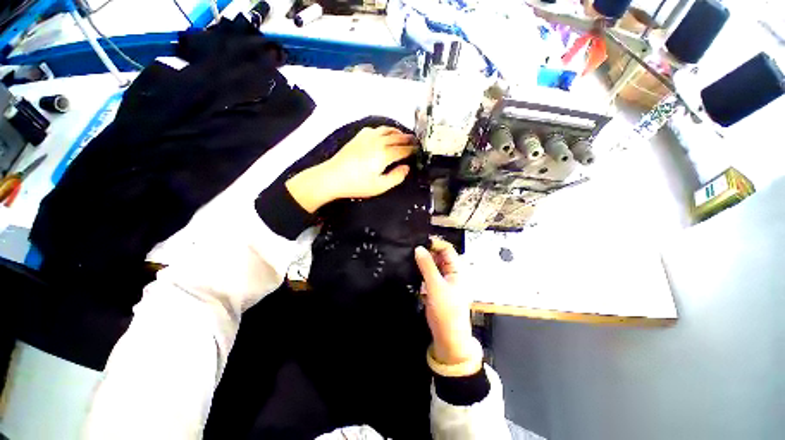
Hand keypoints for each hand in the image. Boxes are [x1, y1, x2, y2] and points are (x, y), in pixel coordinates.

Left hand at [286, 126, 415, 212]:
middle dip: (408, 139)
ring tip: (403, 135)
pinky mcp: (359, 137)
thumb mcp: (380, 187)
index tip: (419, 150)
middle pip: (397, 137)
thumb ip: (396, 177)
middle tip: (415, 141)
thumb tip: (407, 168)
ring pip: (387, 130)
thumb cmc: (357, 184)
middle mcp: (378, 142)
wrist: (333, 177)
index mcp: (384, 155)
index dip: (412, 150)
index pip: (403, 150)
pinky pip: (376, 129)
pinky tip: (384, 134)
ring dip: (397, 132)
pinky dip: (384, 130)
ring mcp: (368, 137)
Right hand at [415, 237, 477, 368]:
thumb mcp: (435, 286)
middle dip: (427, 251)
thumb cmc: (446, 310)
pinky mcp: (437, 287)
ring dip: (424, 260)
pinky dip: (422, 270)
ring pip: (434, 264)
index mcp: (457, 270)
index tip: (419, 241)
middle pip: (440, 255)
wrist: (448, 336)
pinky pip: (429, 273)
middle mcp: (452, 272)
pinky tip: (413, 268)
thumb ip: (427, 266)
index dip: (435, 244)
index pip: (447, 249)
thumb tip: (419, 248)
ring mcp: (444, 280)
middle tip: (411, 249)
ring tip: (410, 257)